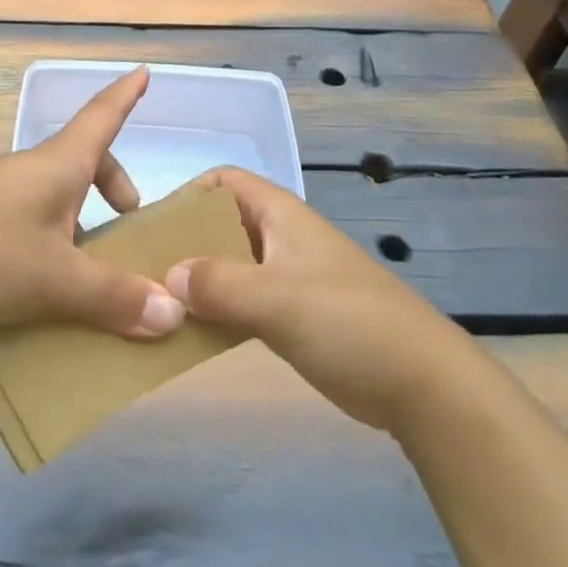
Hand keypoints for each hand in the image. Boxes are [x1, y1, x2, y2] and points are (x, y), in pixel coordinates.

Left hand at [0, 67, 185, 339]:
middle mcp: (27, 172)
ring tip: (87, 275)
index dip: (124, 96)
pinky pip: (24, 224)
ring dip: (77, 223)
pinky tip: (38, 293)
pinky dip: (46, 246)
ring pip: (51, 198)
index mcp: (56, 167)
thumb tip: (173, 313)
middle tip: (126, 221)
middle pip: (80, 162)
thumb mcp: (55, 280)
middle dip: (110, 184)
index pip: (100, 117)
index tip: (142, 71)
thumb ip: (113, 297)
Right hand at [164, 166, 461, 430]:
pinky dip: (216, 311)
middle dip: (182, 243)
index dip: (188, 194)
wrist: (423, 385)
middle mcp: (279, 238)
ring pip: (228, 266)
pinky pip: (241, 302)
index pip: (223, 181)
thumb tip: (167, 276)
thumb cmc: (350, 323)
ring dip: (196, 282)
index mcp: (279, 214)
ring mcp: (286, 278)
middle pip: (219, 225)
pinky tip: (191, 335)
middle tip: (144, 273)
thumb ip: (219, 283)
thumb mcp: (278, 298)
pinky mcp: (292, 316)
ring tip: (158, 307)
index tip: (153, 228)